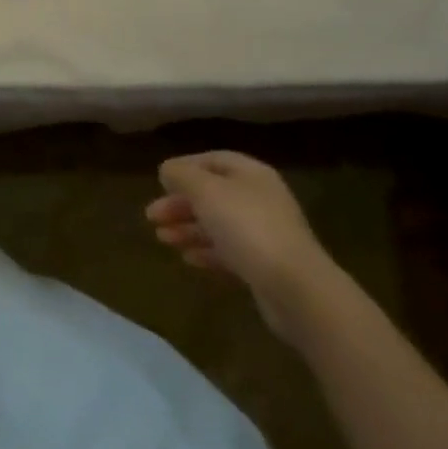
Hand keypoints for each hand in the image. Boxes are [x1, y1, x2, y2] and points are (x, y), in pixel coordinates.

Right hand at [146, 151, 335, 345]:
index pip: (213, 160)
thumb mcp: (206, 191)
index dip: (184, 168)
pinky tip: (187, 258)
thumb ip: (182, 176)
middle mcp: (260, 199)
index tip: (159, 182)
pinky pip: (229, 251)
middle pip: (212, 194)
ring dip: (187, 228)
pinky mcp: (265, 265)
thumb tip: (168, 170)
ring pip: (218, 224)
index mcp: (251, 174)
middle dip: (180, 203)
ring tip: (162, 239)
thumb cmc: (247, 227)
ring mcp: (264, 233)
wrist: (295, 288)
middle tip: (151, 216)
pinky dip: (206, 251)